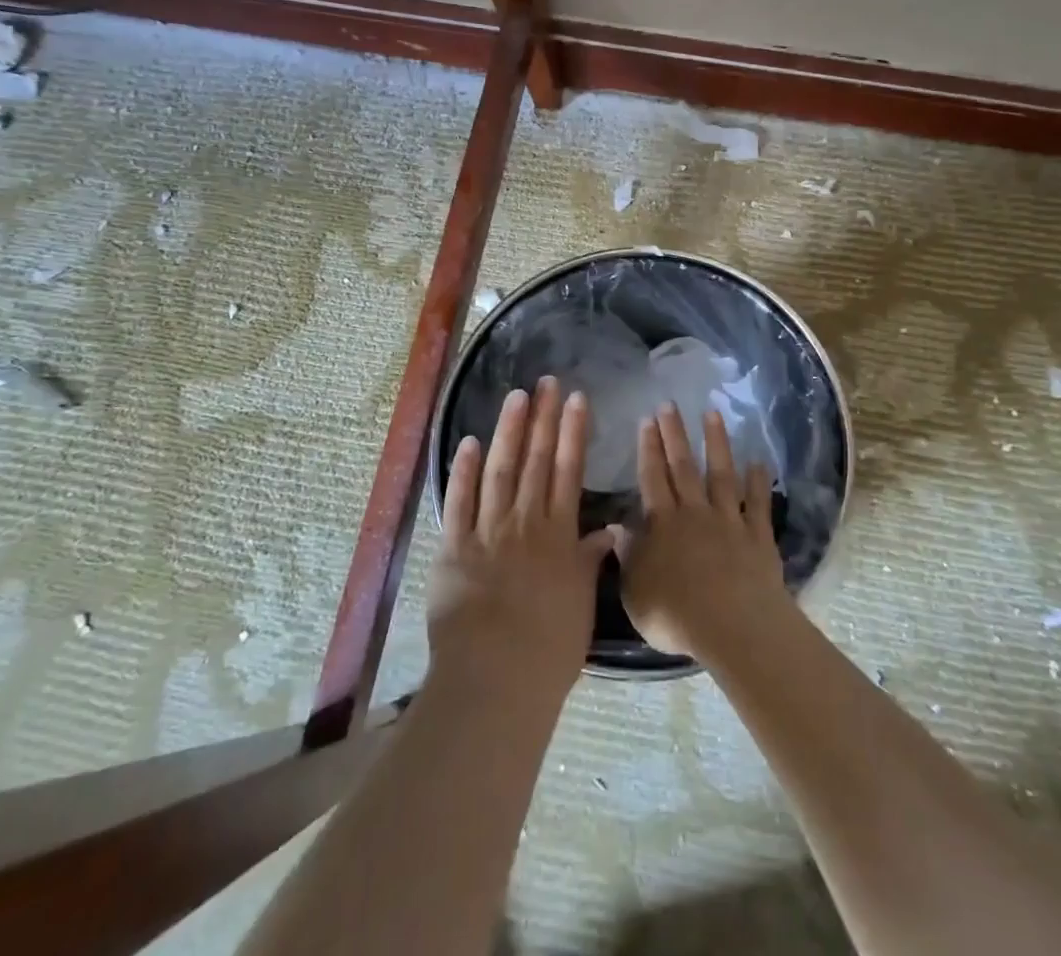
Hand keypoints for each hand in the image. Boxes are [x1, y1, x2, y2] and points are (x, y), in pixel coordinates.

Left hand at [428, 378, 614, 707]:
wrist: (495, 677)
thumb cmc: (548, 648)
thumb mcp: (580, 603)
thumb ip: (589, 561)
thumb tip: (607, 530)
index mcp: (558, 534)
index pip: (569, 470)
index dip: (573, 432)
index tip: (577, 399)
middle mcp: (525, 521)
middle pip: (536, 460)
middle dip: (543, 418)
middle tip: (547, 382)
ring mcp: (487, 530)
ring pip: (500, 470)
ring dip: (508, 431)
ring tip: (517, 397)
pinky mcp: (453, 546)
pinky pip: (459, 500)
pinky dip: (463, 470)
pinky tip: (470, 442)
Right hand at [616, 402, 792, 660]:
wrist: (733, 626)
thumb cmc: (676, 615)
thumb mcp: (635, 592)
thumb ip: (627, 557)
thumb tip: (616, 527)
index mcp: (663, 524)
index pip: (652, 478)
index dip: (648, 448)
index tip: (647, 420)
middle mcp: (694, 513)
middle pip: (683, 467)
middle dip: (674, 434)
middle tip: (670, 405)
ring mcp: (728, 520)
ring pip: (720, 474)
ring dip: (716, 443)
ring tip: (712, 414)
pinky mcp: (757, 535)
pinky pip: (757, 503)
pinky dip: (758, 482)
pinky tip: (758, 462)